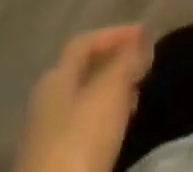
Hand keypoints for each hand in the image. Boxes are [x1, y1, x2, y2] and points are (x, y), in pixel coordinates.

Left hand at [17, 25, 152, 171]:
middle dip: (114, 64)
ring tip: (136, 94)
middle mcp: (46, 102)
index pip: (86, 42)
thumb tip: (142, 44)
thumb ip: (127, 61)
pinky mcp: (54, 166)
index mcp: (55, 77)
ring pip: (84, 103)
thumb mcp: (111, 90)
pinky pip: (83, 130)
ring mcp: (46, 138)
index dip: (116, 33)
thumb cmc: (81, 138)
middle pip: (83, 72)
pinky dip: (104, 120)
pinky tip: (119, 128)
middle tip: (142, 65)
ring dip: (111, 93)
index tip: (146, 35)